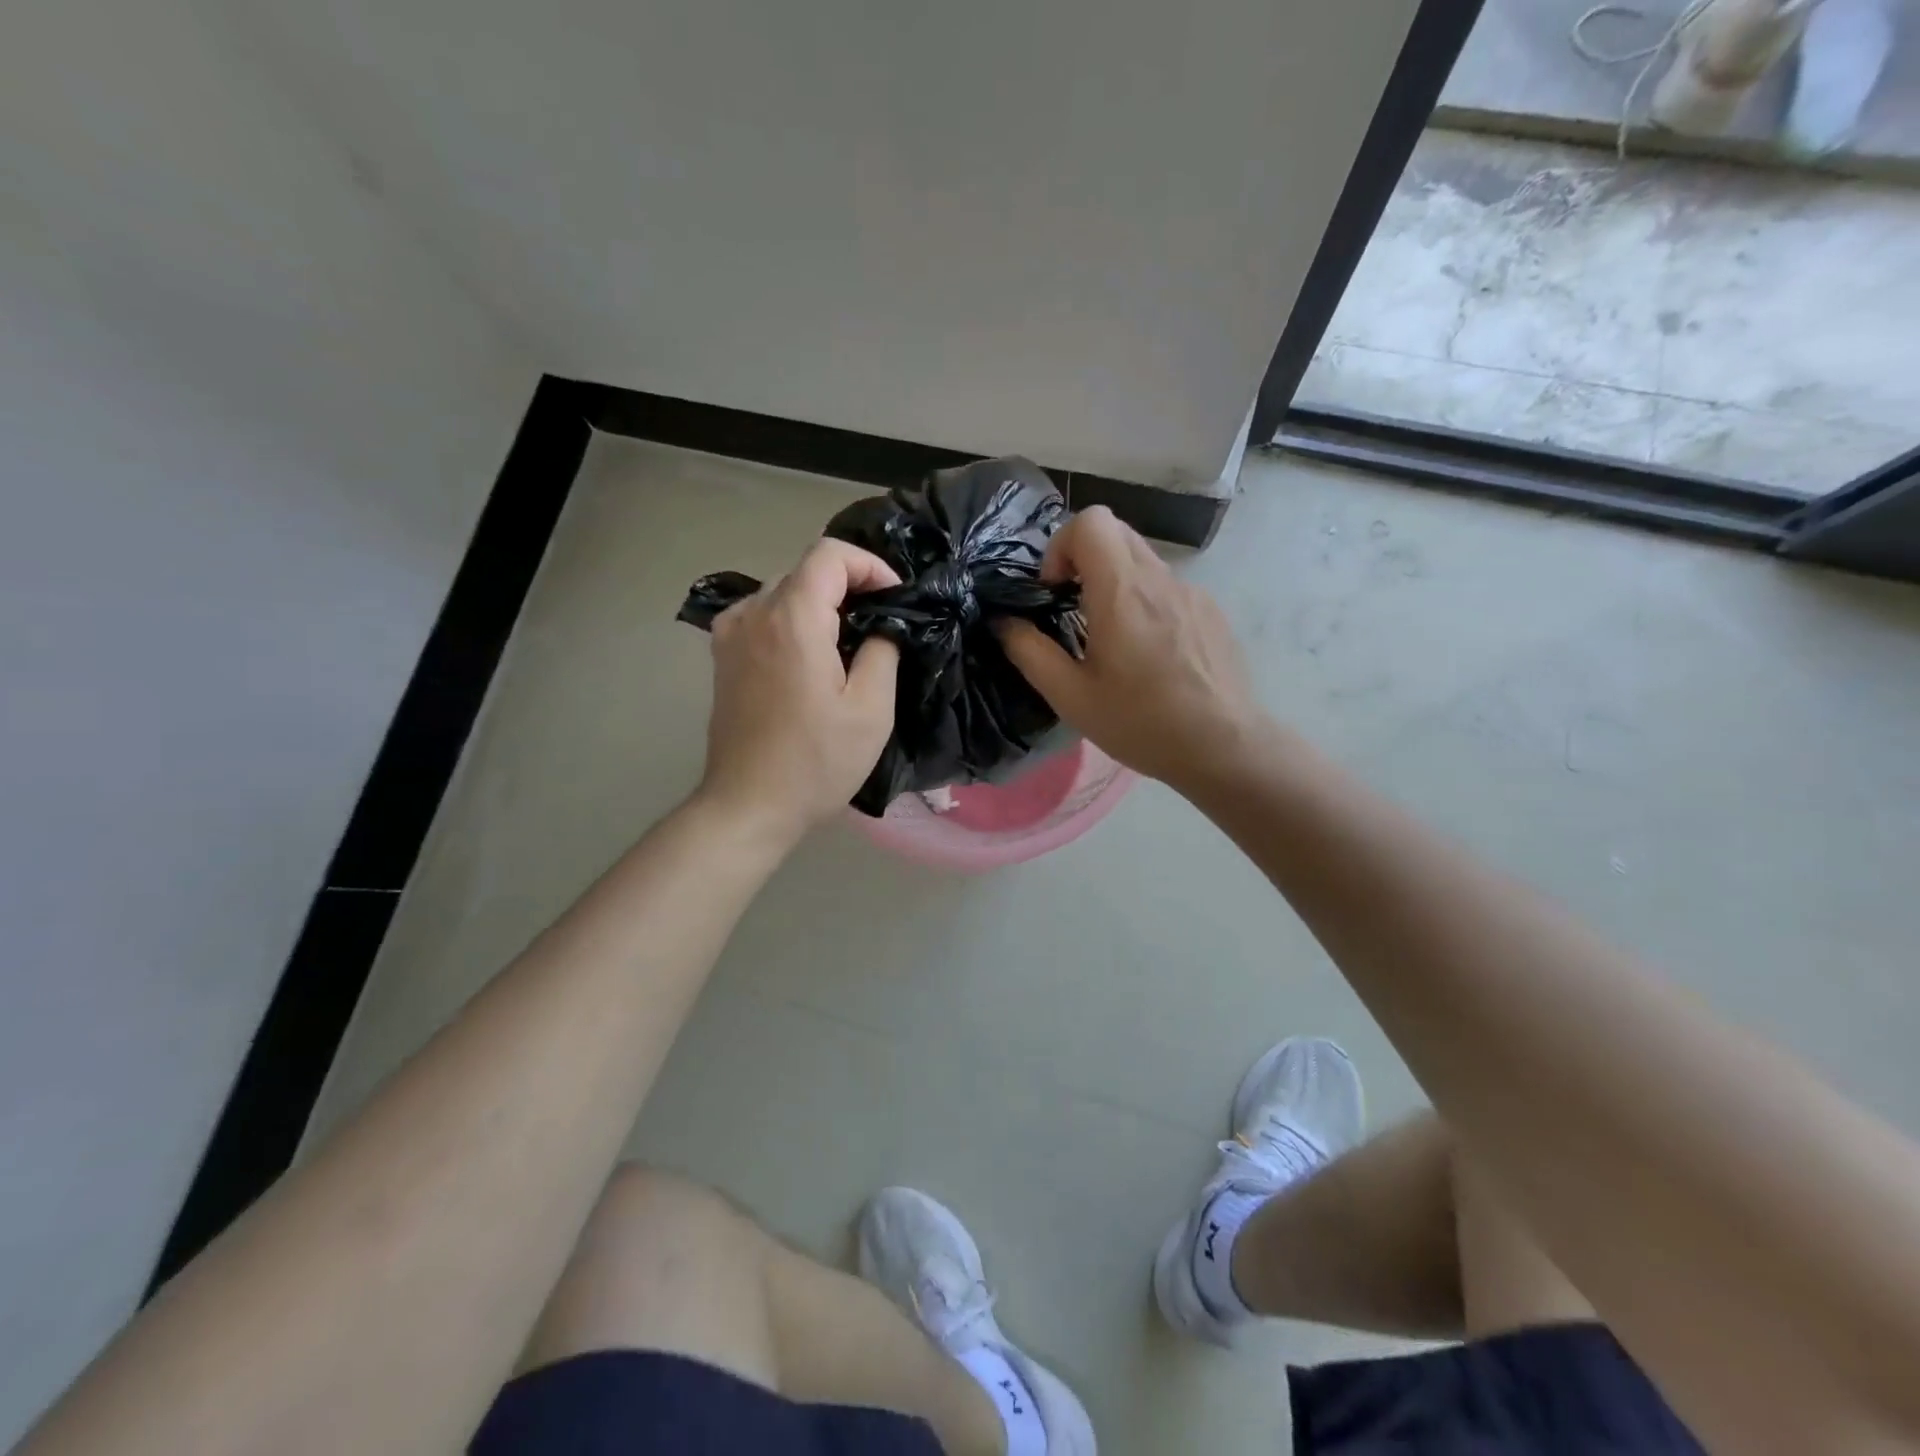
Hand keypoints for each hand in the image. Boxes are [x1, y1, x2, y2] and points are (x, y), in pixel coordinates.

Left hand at [697, 540, 900, 841]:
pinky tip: (809, 655)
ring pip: (783, 591)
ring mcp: (730, 634)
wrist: (749, 805)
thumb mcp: (871, 710)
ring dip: (820, 603)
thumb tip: (882, 625)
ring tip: (849, 641)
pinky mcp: (722, 656)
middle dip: (850, 585)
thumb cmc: (816, 762)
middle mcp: (754, 613)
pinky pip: (762, 615)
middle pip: (806, 570)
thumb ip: (883, 650)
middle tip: (881, 623)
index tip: (895, 598)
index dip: (870, 565)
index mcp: (793, 619)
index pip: (830, 554)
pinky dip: (792, 619)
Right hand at [998, 506, 1262, 793]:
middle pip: (1116, 531)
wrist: (1224, 747)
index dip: (1062, 546)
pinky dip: (1147, 603)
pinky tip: (1152, 656)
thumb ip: (1030, 652)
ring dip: (1116, 582)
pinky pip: (1169, 588)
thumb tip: (1004, 622)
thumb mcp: (1071, 697)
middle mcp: (1160, 579)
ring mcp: (1192, 592)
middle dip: (1084, 559)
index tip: (1055, 591)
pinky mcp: (1212, 612)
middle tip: (1074, 609)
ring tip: (1113, 640)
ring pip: (1143, 561)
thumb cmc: (1141, 723)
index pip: (1091, 521)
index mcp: (1122, 592)